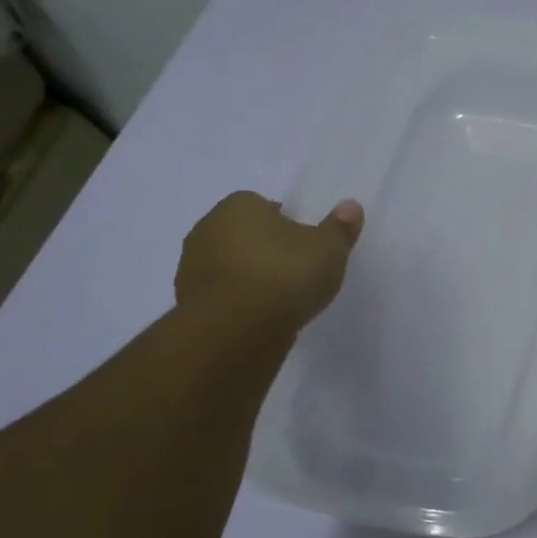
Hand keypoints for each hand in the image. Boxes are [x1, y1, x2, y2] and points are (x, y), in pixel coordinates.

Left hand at [175, 192, 363, 331]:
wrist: (235, 332)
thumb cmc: (284, 275)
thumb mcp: (328, 249)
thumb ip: (340, 227)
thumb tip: (350, 206)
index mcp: (238, 205)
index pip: (264, 205)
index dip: (286, 224)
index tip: (305, 246)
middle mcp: (207, 228)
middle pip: (244, 233)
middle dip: (264, 248)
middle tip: (295, 271)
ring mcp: (191, 267)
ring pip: (229, 265)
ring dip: (248, 276)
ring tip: (279, 299)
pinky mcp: (186, 303)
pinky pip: (221, 295)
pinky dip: (237, 302)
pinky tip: (259, 318)